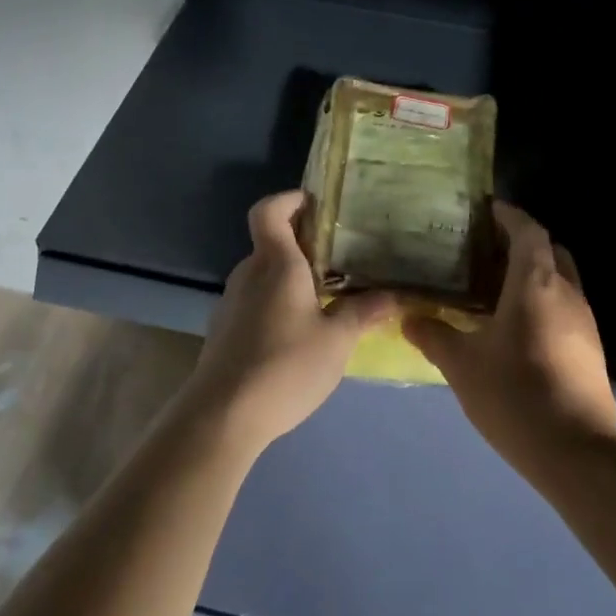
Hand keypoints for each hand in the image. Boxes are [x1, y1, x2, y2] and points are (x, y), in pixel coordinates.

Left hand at [185, 191, 397, 453]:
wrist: (223, 415)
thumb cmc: (285, 365)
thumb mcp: (337, 340)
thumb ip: (363, 312)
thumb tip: (393, 295)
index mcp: (276, 263)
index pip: (269, 210)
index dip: (290, 199)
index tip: (318, 205)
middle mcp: (249, 273)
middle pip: (271, 242)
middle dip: (304, 244)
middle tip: (341, 257)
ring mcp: (232, 302)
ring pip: (265, 275)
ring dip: (292, 277)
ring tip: (328, 297)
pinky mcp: (225, 330)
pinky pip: (256, 301)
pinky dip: (278, 303)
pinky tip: (300, 333)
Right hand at [403, 202, 615, 475]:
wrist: (578, 452)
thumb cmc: (516, 393)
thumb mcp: (462, 365)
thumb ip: (435, 336)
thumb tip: (409, 318)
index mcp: (536, 283)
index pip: (529, 231)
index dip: (509, 215)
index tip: (488, 209)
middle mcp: (567, 293)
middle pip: (550, 251)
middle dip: (523, 243)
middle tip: (487, 249)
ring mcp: (584, 322)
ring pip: (560, 281)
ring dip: (533, 275)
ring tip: (494, 287)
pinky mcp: (590, 350)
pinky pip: (564, 308)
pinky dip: (541, 302)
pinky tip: (514, 327)